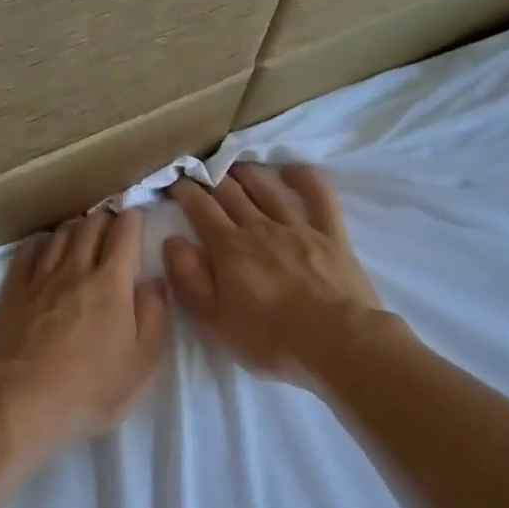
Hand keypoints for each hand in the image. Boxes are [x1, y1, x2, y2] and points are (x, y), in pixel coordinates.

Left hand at [0, 207, 169, 451]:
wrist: (17, 404)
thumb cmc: (89, 390)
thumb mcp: (142, 365)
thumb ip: (154, 318)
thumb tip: (154, 282)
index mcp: (112, 284)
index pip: (125, 234)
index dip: (134, 218)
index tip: (139, 215)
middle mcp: (75, 270)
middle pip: (91, 227)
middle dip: (106, 218)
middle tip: (114, 224)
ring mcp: (40, 279)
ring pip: (60, 235)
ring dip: (76, 227)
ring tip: (83, 232)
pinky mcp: (12, 293)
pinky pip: (27, 252)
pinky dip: (42, 241)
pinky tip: (45, 245)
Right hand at [164, 163, 383, 384]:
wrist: (335, 341)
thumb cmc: (268, 338)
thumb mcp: (213, 319)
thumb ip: (188, 278)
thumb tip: (173, 241)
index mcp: (229, 248)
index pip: (201, 209)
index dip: (185, 192)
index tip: (175, 183)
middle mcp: (260, 228)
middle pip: (232, 194)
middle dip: (211, 179)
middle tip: (201, 172)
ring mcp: (298, 227)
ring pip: (268, 189)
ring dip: (249, 173)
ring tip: (236, 166)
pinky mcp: (331, 234)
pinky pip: (319, 196)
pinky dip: (304, 178)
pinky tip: (292, 171)